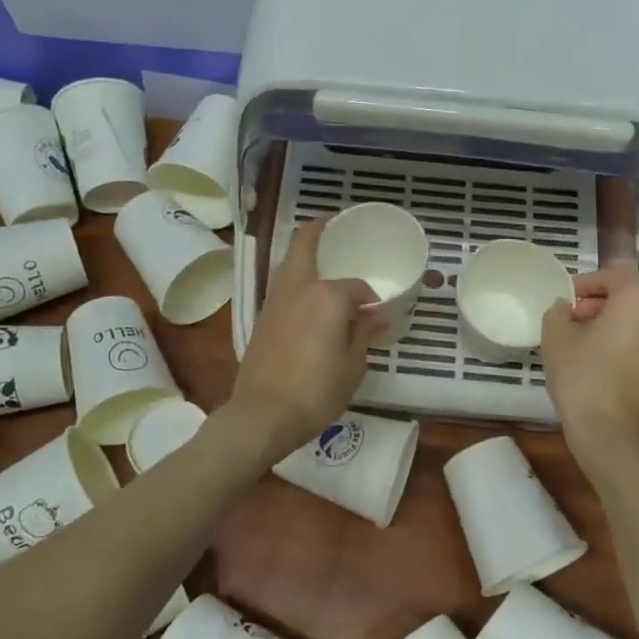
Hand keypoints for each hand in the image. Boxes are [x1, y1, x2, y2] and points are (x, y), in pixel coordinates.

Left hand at [225, 220, 383, 461]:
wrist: (263, 414)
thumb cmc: (316, 391)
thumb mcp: (352, 366)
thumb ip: (363, 335)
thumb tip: (374, 317)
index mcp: (327, 296)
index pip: (355, 287)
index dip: (369, 298)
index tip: (376, 314)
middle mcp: (298, 288)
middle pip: (306, 242)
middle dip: (321, 228)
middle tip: (337, 224)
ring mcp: (274, 300)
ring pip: (290, 263)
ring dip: (306, 254)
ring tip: (326, 262)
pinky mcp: (262, 317)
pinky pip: (283, 285)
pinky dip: (297, 279)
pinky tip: (310, 297)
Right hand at [541, 265, 638, 469]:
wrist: (611, 430)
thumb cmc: (582, 375)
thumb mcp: (555, 337)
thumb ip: (557, 312)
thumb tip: (563, 308)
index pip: (614, 274)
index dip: (586, 283)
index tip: (565, 301)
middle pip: (629, 296)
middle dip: (599, 303)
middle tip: (571, 320)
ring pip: (637, 319)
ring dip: (610, 323)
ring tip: (580, 342)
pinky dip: (621, 342)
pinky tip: (596, 362)